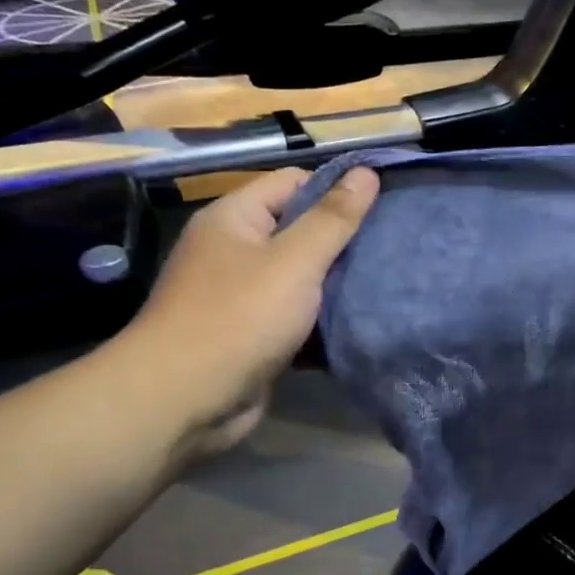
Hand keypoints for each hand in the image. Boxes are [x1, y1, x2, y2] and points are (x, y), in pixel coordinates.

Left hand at [119, 165, 379, 453]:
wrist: (184, 401)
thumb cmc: (239, 318)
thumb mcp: (294, 260)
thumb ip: (333, 218)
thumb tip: (366, 172)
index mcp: (234, 219)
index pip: (293, 183)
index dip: (337, 189)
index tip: (383, 206)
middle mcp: (233, 251)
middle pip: (299, 231)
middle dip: (342, 241)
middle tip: (391, 247)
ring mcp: (241, 296)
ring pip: (300, 278)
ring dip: (335, 284)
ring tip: (384, 283)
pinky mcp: (252, 336)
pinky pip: (295, 316)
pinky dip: (321, 320)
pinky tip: (359, 322)